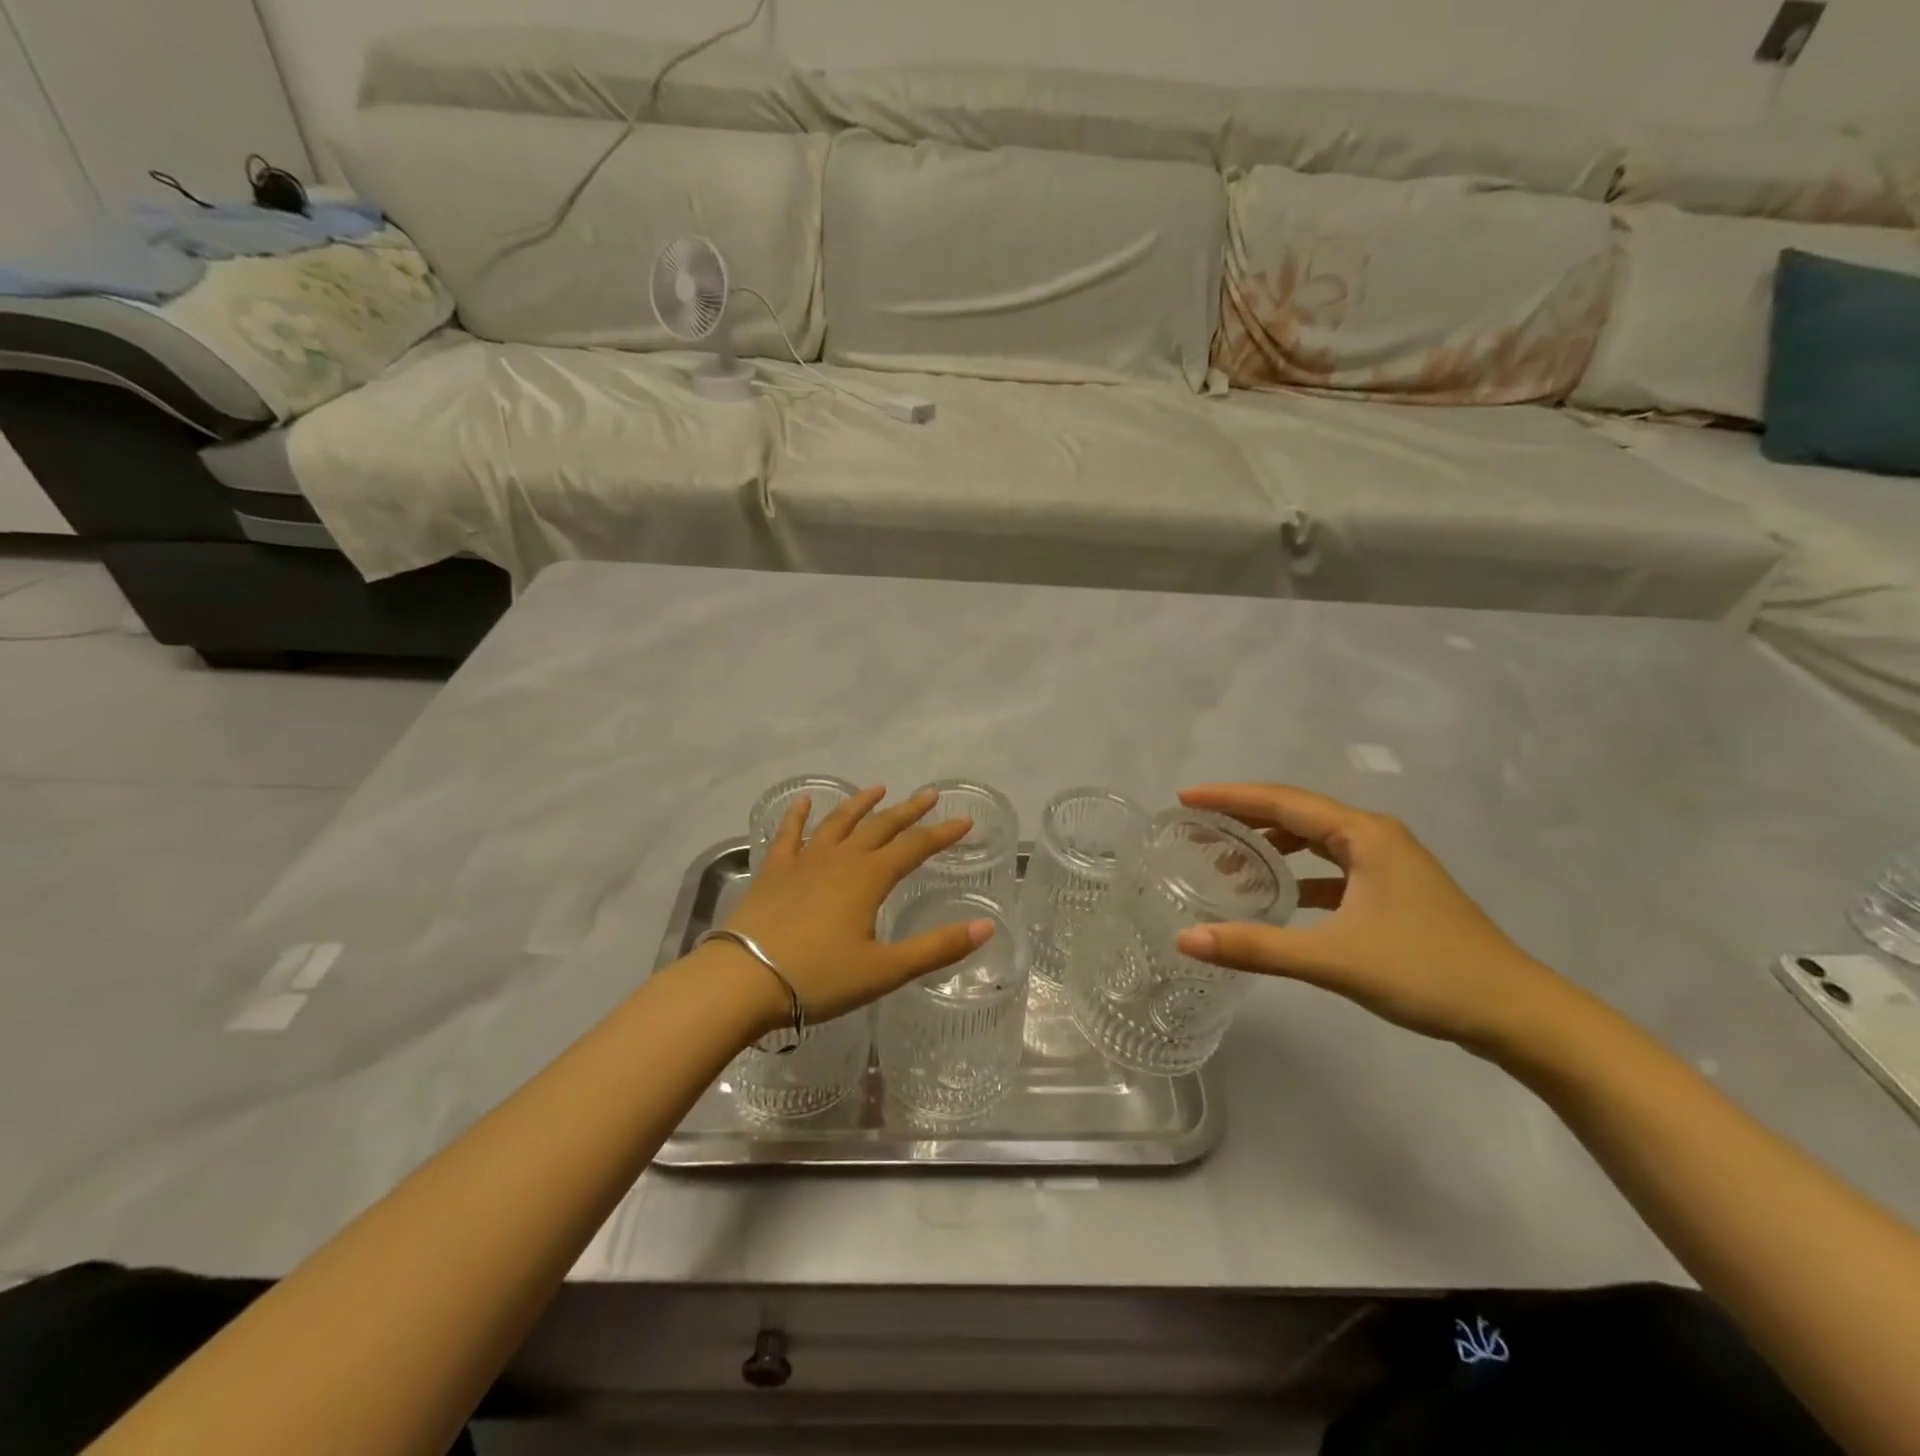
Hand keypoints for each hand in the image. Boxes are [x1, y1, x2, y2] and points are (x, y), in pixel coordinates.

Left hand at [717, 786, 993, 1026]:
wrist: (744, 979)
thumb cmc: (819, 978)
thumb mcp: (885, 970)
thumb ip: (937, 948)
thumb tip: (986, 928)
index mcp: (870, 878)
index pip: (915, 847)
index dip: (942, 833)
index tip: (964, 820)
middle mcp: (841, 859)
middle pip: (881, 826)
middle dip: (908, 810)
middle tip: (929, 795)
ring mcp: (804, 861)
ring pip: (838, 823)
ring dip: (860, 804)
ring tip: (877, 789)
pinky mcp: (774, 871)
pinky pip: (789, 834)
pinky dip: (798, 816)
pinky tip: (804, 802)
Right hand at [1173, 784, 1575, 1051]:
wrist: (1517, 1013)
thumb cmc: (1426, 972)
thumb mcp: (1334, 959)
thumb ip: (1257, 946)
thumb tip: (1186, 939)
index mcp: (1365, 835)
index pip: (1282, 802)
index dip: (1229, 798)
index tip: (1185, 798)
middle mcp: (1376, 838)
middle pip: (1297, 813)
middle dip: (1245, 816)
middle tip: (1197, 824)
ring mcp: (1388, 865)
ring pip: (1316, 841)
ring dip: (1272, 845)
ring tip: (1227, 858)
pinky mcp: (1393, 892)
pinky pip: (1332, 868)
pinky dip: (1299, 873)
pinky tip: (1278, 895)